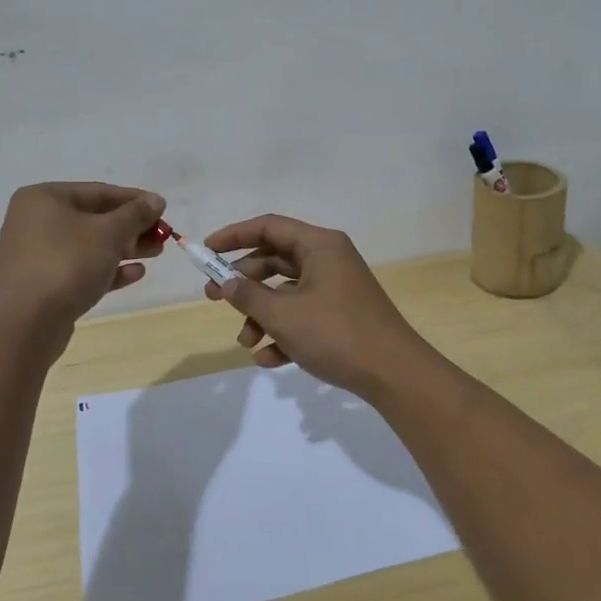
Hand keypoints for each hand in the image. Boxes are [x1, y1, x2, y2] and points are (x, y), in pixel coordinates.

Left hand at [0, 182, 166, 334]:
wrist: (27, 323)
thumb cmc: (68, 263)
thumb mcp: (109, 233)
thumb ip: (136, 214)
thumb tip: (156, 201)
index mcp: (44, 198)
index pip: (99, 192)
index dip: (135, 200)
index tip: (163, 209)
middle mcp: (35, 221)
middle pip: (94, 219)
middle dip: (132, 227)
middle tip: (162, 236)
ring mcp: (37, 255)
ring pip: (89, 246)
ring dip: (124, 248)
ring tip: (156, 253)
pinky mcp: (43, 284)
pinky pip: (80, 269)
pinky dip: (107, 269)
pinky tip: (135, 274)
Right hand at [200, 215, 435, 397]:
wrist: (393, 373)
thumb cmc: (336, 333)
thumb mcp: (283, 315)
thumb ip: (248, 296)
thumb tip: (225, 283)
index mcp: (320, 245)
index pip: (269, 227)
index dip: (234, 235)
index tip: (206, 251)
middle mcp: (328, 260)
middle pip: (275, 260)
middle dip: (242, 282)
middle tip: (212, 298)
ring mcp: (336, 289)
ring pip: (286, 292)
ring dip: (261, 315)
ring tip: (246, 343)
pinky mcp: (340, 316)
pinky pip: (302, 316)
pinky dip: (283, 333)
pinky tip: (269, 360)